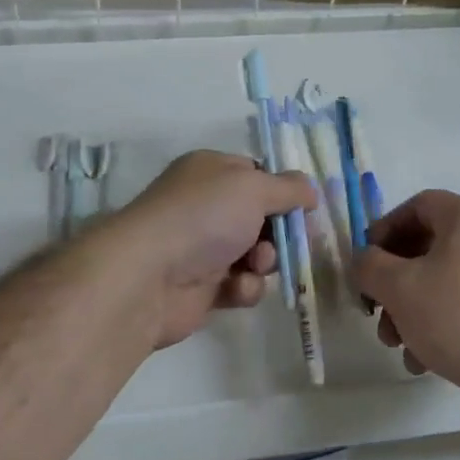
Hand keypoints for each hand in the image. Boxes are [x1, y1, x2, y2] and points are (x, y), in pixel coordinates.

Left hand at [99, 150, 316, 349]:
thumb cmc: (204, 217)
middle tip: (291, 242)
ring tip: (256, 266)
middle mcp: (206, 205)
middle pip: (261, 217)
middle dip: (279, 232)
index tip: (306, 208)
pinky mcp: (203, 287)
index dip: (283, 191)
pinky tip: (238, 288)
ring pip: (255, 254)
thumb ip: (289, 188)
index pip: (257, 174)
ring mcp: (203, 247)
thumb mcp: (254, 188)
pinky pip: (240, 285)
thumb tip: (311, 190)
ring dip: (265, 261)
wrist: (149, 276)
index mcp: (212, 171)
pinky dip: (245, 287)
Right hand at [354, 190, 459, 396]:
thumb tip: (364, 261)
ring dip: (411, 308)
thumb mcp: (399, 288)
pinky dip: (439, 324)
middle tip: (375, 310)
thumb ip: (369, 266)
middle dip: (393, 281)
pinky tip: (422, 360)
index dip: (384, 229)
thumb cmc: (459, 317)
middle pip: (427, 245)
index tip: (366, 262)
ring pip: (443, 279)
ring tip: (395, 344)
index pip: (417, 205)